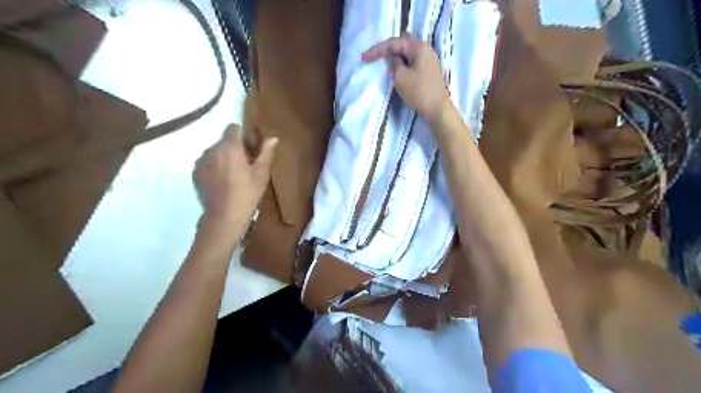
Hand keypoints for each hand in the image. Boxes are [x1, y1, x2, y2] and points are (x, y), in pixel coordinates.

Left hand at [193, 125, 279, 227]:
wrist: (224, 214)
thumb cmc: (247, 192)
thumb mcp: (261, 172)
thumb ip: (266, 152)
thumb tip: (273, 138)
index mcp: (230, 147)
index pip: (233, 127)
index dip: (242, 134)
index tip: (250, 146)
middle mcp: (213, 149)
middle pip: (224, 140)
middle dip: (233, 147)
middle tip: (244, 163)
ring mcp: (201, 161)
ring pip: (214, 152)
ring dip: (223, 157)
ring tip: (232, 174)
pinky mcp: (196, 172)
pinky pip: (207, 163)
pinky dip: (214, 167)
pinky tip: (222, 181)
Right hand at [361, 36, 448, 123]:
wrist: (437, 109)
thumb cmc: (418, 92)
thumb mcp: (400, 77)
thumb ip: (394, 64)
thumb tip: (393, 58)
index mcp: (419, 47)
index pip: (394, 43)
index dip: (377, 50)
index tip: (364, 58)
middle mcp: (426, 49)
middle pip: (402, 45)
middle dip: (387, 50)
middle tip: (374, 57)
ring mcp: (429, 60)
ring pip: (408, 54)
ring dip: (395, 57)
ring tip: (383, 63)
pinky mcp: (429, 70)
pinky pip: (413, 62)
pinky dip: (403, 64)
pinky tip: (397, 69)